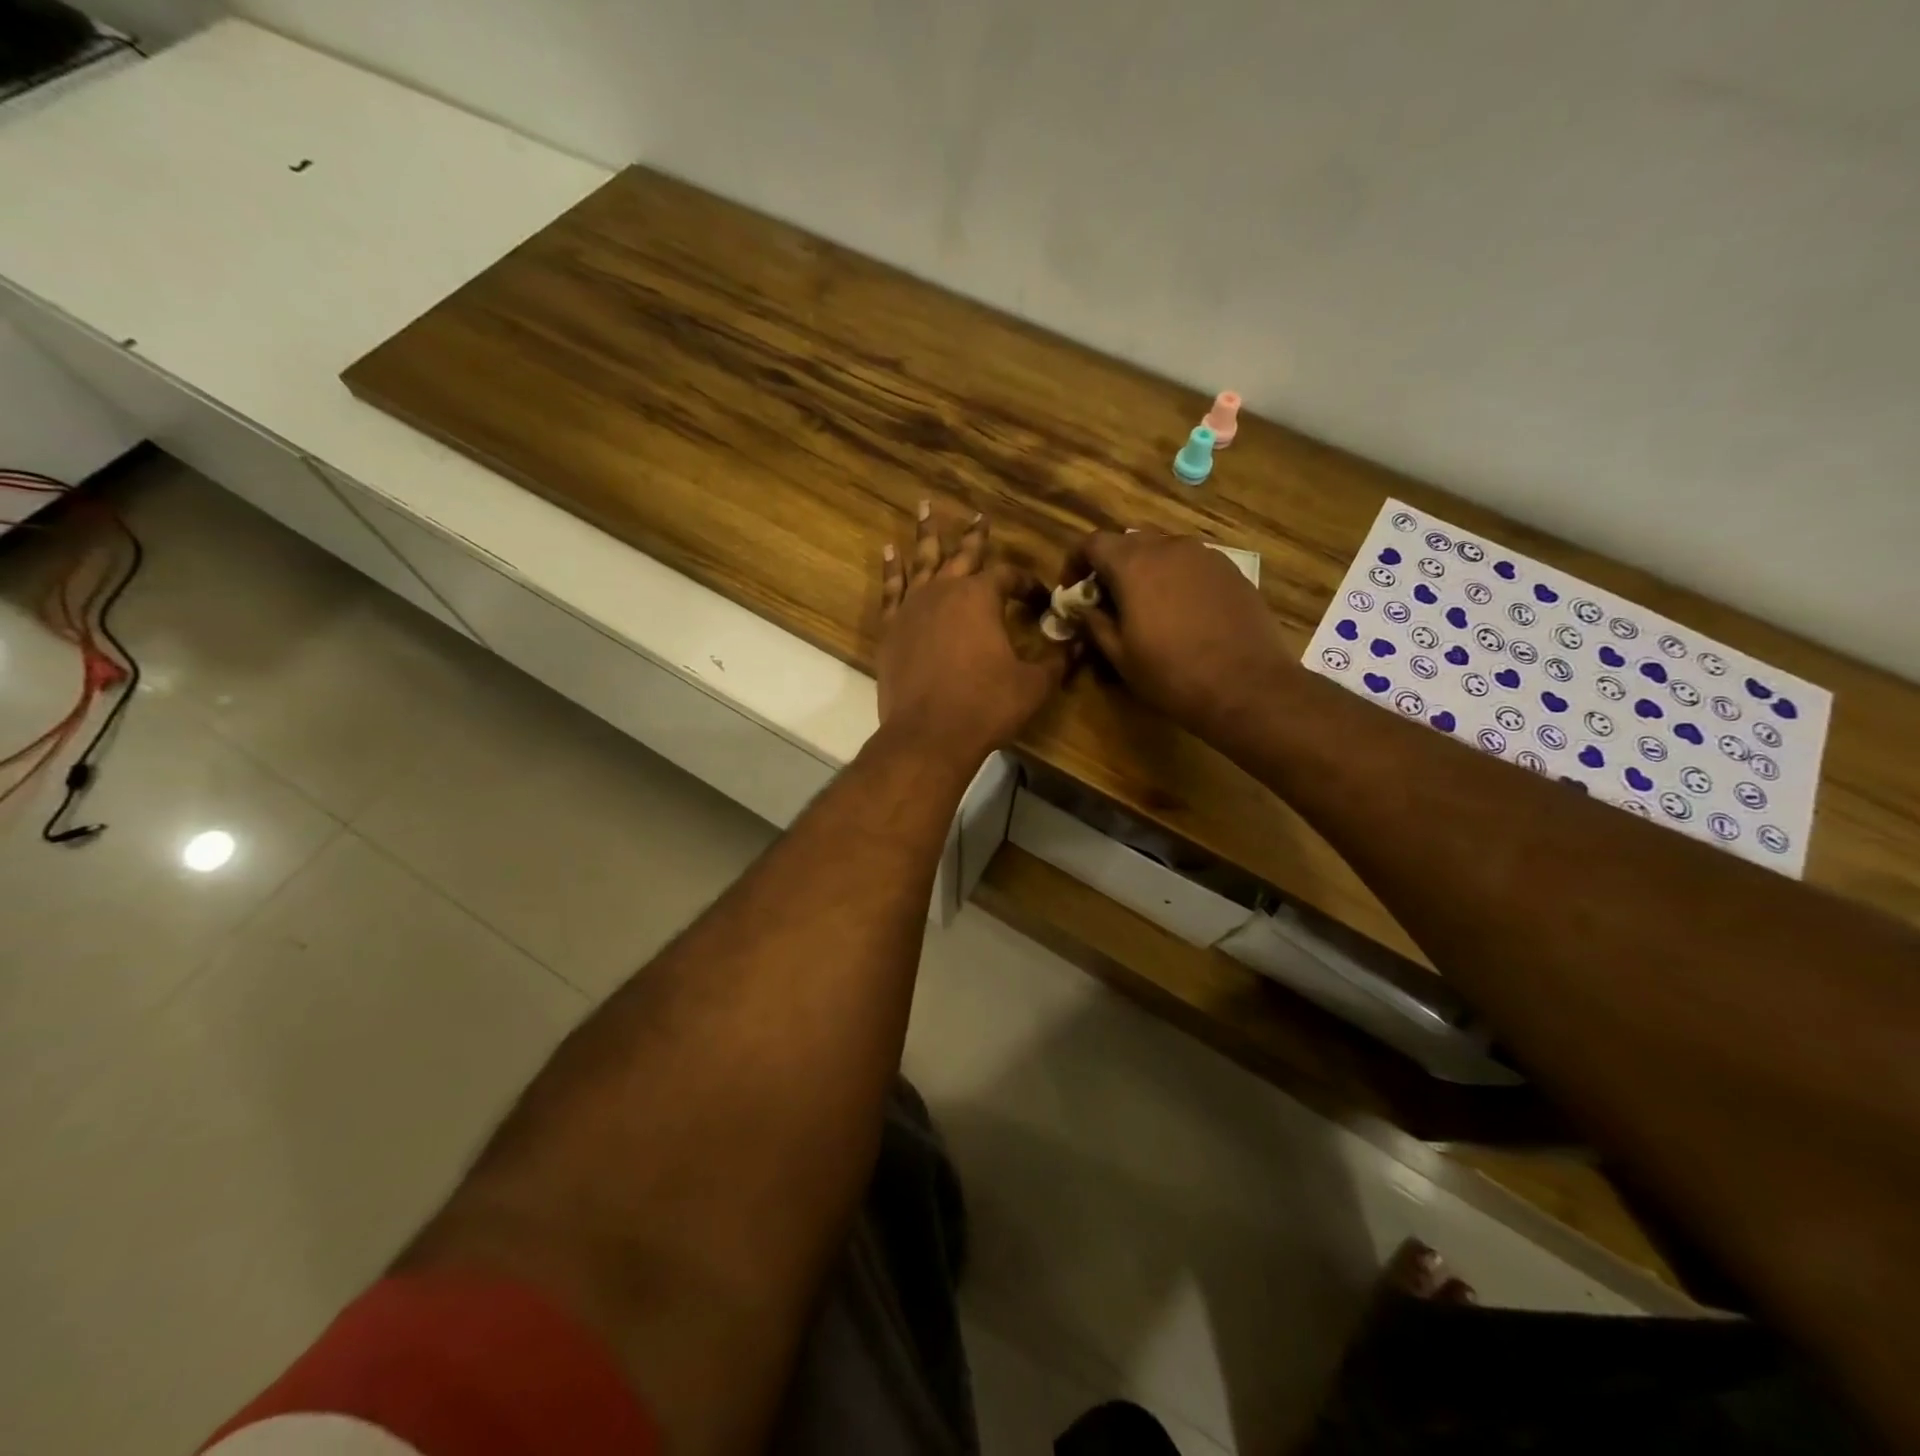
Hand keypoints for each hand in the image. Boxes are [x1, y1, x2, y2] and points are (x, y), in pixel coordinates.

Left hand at [878, 504, 1065, 767]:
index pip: (1009, 577)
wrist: (929, 735)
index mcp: (981, 597)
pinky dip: (892, 569)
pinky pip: (891, 589)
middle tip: (979, 516)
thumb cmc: (986, 706)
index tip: (1039, 599)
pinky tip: (891, 552)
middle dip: (975, 536)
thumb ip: (1058, 660)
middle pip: (962, 555)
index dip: (1027, 585)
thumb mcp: (1034, 684)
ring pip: (922, 561)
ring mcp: (913, 608)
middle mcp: (944, 591)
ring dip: (926, 534)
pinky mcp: (891, 629)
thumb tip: (1080, 643)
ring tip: (925, 507)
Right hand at [1065, 529, 1287, 734]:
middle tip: (1106, 600)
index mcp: (1134, 564)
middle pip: (1129, 541)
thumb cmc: (1172, 674)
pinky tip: (1180, 611)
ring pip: (1163, 549)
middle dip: (1111, 565)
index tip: (1072, 589)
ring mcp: (1205, 555)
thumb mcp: (1120, 656)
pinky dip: (1175, 577)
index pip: (1093, 542)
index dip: (1075, 562)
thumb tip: (1082, 608)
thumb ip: (1094, 624)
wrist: (1246, 685)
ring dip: (1145, 570)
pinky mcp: (1230, 570)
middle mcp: (1169, 547)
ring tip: (1144, 606)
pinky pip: (1191, 564)